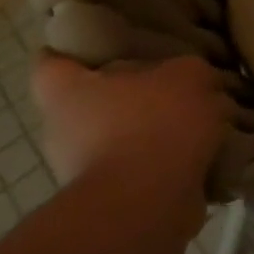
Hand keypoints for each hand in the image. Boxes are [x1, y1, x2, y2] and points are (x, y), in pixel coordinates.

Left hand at [31, 54, 228, 186]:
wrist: (149, 204)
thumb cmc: (155, 124)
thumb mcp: (190, 75)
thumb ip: (189, 72)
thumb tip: (193, 83)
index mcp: (68, 92)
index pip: (50, 63)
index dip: (70, 52)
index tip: (97, 48)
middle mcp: (64, 131)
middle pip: (91, 104)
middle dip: (127, 98)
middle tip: (169, 88)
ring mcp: (84, 172)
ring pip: (120, 141)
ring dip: (153, 136)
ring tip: (198, 126)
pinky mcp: (112, 204)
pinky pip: (142, 175)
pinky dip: (167, 168)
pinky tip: (202, 158)